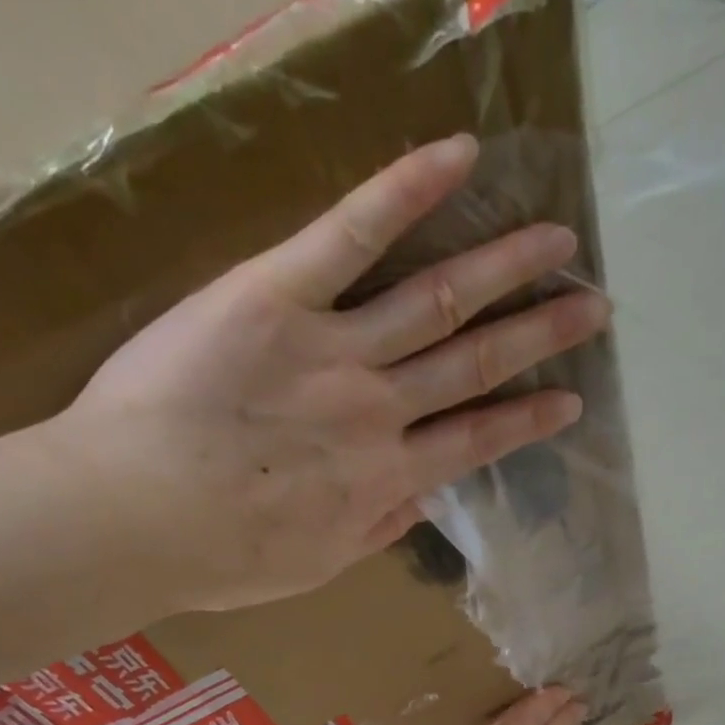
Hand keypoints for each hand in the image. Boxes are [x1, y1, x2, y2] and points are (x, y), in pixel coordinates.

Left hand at [52, 134, 610, 612]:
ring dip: (503, 266)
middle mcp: (378, 411)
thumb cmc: (222, 558)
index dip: (526, 421)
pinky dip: (406, 194)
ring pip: (436, 299)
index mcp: (385, 479)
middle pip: (474, 363)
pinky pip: (350, 236)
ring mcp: (334, 349)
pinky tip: (459, 159)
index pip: (475, 443)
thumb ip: (375, 531)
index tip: (569, 402)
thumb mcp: (317, 566)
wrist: (133, 517)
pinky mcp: (276, 295)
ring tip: (557, 239)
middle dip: (539, 334)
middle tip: (592, 305)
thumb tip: (419, 503)